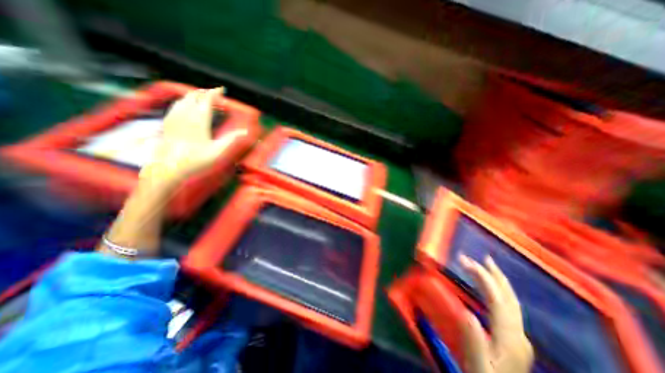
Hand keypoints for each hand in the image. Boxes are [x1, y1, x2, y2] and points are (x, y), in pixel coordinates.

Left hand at [140, 86, 241, 187]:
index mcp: (199, 120)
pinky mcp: (167, 122)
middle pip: (195, 96)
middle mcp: (185, 115)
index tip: (222, 89)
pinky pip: (176, 105)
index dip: (215, 92)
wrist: (169, 167)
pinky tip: (188, 106)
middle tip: (216, 95)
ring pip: (184, 98)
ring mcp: (174, 117)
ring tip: (204, 98)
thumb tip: (245, 132)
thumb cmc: (195, 161)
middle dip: (206, 92)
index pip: (207, 99)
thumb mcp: (218, 151)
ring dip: (195, 95)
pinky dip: (185, 101)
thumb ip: (232, 139)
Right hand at [460, 254, 533, 372]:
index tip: (465, 261)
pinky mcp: (514, 339)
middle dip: (493, 274)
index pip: (497, 299)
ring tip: (486, 266)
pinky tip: (493, 290)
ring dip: (498, 281)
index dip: (482, 277)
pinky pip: (508, 308)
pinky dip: (500, 292)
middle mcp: (518, 334)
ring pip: (511, 302)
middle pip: (508, 297)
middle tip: (479, 257)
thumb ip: (474, 342)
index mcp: (509, 338)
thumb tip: (467, 313)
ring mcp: (519, 337)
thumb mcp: (477, 367)